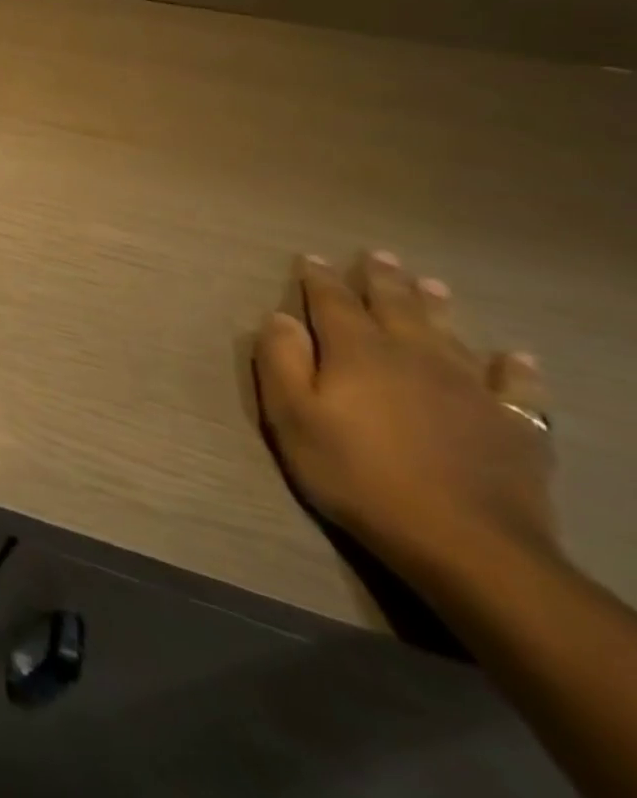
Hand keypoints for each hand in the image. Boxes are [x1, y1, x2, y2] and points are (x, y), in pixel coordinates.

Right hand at [254, 251, 557, 582]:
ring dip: (437, 307)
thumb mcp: (292, 417)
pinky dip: (515, 368)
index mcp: (357, 352)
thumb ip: (280, 361)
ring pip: (450, 334)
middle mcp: (413, 357)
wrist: (465, 543)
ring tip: (431, 284)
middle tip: (378, 255)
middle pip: (396, 307)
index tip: (312, 258)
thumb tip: (280, 318)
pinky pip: (517, 387)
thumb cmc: (356, 473)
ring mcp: (470, 389)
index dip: (321, 279)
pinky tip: (516, 358)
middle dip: (383, 280)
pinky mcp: (513, 425)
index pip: (333, 302)